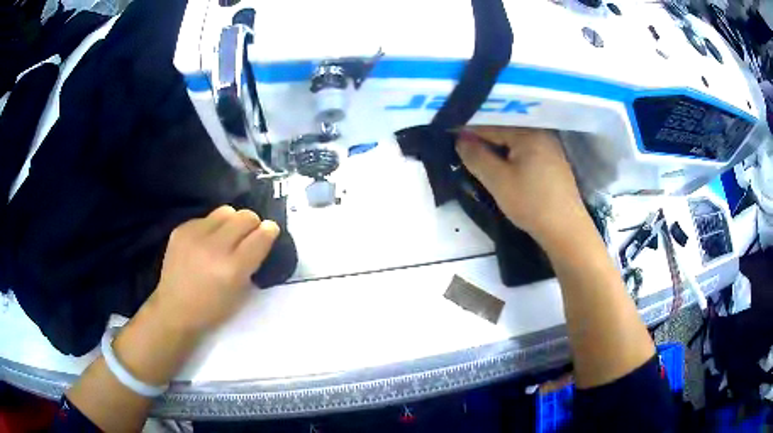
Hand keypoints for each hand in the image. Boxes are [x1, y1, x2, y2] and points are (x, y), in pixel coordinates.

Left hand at [150, 206, 279, 332]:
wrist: (174, 309)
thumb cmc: (212, 309)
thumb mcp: (240, 293)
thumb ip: (252, 263)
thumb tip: (261, 236)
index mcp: (233, 269)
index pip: (261, 236)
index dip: (269, 231)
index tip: (270, 232)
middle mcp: (215, 247)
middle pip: (245, 216)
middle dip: (252, 224)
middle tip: (248, 235)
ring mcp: (195, 235)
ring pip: (226, 210)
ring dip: (232, 222)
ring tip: (226, 236)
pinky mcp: (181, 229)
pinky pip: (206, 218)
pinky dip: (211, 227)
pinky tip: (204, 243)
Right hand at [456, 127, 585, 243]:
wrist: (566, 231)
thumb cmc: (532, 203)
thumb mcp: (498, 181)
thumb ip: (476, 157)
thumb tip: (460, 139)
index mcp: (529, 133)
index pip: (491, 126)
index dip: (467, 131)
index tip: (447, 134)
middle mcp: (542, 135)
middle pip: (504, 132)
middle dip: (482, 140)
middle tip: (460, 150)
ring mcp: (550, 149)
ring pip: (515, 144)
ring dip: (496, 150)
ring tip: (477, 159)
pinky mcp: (553, 165)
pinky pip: (525, 153)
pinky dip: (510, 158)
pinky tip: (501, 168)